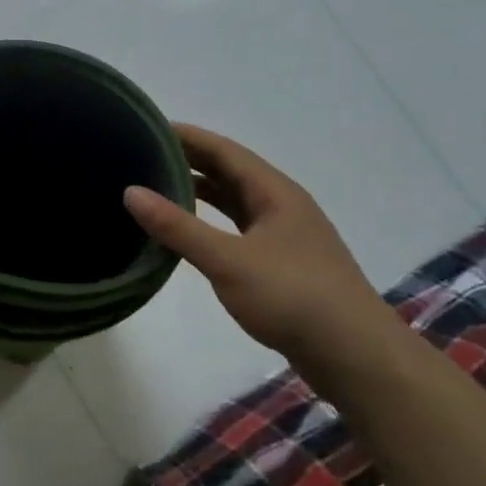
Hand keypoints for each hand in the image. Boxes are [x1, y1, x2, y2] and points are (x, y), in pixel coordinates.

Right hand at [124, 123, 392, 358]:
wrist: (355, 357)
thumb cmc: (292, 297)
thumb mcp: (228, 260)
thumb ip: (178, 227)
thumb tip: (130, 191)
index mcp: (274, 192)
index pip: (222, 150)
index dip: (186, 136)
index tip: (145, 127)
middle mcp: (281, 205)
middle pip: (229, 172)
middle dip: (188, 161)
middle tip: (141, 156)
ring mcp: (284, 236)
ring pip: (234, 202)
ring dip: (199, 192)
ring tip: (156, 189)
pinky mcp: (282, 264)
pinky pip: (237, 229)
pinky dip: (210, 223)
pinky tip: (189, 234)